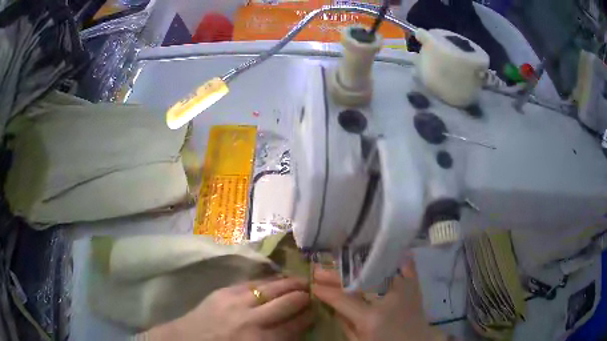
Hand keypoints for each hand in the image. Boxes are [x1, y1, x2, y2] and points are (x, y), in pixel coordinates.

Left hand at [148, 277, 312, 340]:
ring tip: (302, 281)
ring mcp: (237, 302)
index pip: (295, 325)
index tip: (316, 310)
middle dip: (304, 297)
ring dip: (291, 284)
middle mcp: (253, 320)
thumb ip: (277, 340)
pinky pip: (253, 283)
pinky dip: (269, 281)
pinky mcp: (224, 292)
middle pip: (288, 302)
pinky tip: (277, 279)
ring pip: (272, 287)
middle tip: (313, 294)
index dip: (309, 316)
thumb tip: (296, 329)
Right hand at [312, 260, 446, 340]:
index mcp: (371, 318)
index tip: (313, 285)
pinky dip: (396, 258)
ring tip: (341, 261)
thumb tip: (332, 306)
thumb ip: (346, 324)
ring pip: (377, 270)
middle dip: (335, 275)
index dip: (325, 291)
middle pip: (357, 281)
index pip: (342, 300)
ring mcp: (404, 290)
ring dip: (357, 265)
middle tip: (318, 270)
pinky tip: (386, 249)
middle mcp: (388, 300)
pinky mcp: (415, 287)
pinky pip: (406, 267)